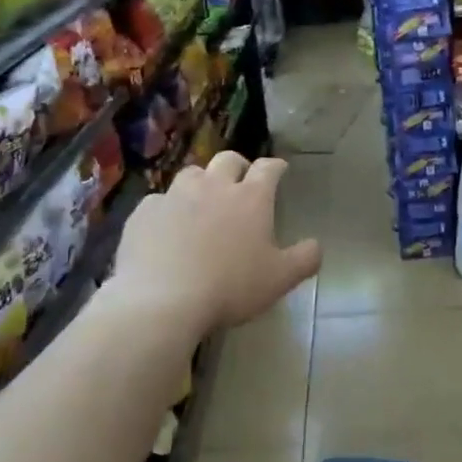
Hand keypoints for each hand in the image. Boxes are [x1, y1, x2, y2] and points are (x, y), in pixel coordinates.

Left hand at [111, 152, 321, 333]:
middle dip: (238, 166)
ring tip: (202, 200)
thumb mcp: (280, 279)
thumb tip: (316, 245)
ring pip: (191, 174)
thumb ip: (305, 259)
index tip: (280, 170)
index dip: (276, 166)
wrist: (163, 300)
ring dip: (201, 182)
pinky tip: (167, 227)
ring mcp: (175, 196)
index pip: (268, 168)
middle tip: (241, 181)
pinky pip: (159, 201)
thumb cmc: (230, 287)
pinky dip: (167, 208)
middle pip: (228, 160)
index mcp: (251, 198)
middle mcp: (214, 186)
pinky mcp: (145, 212)